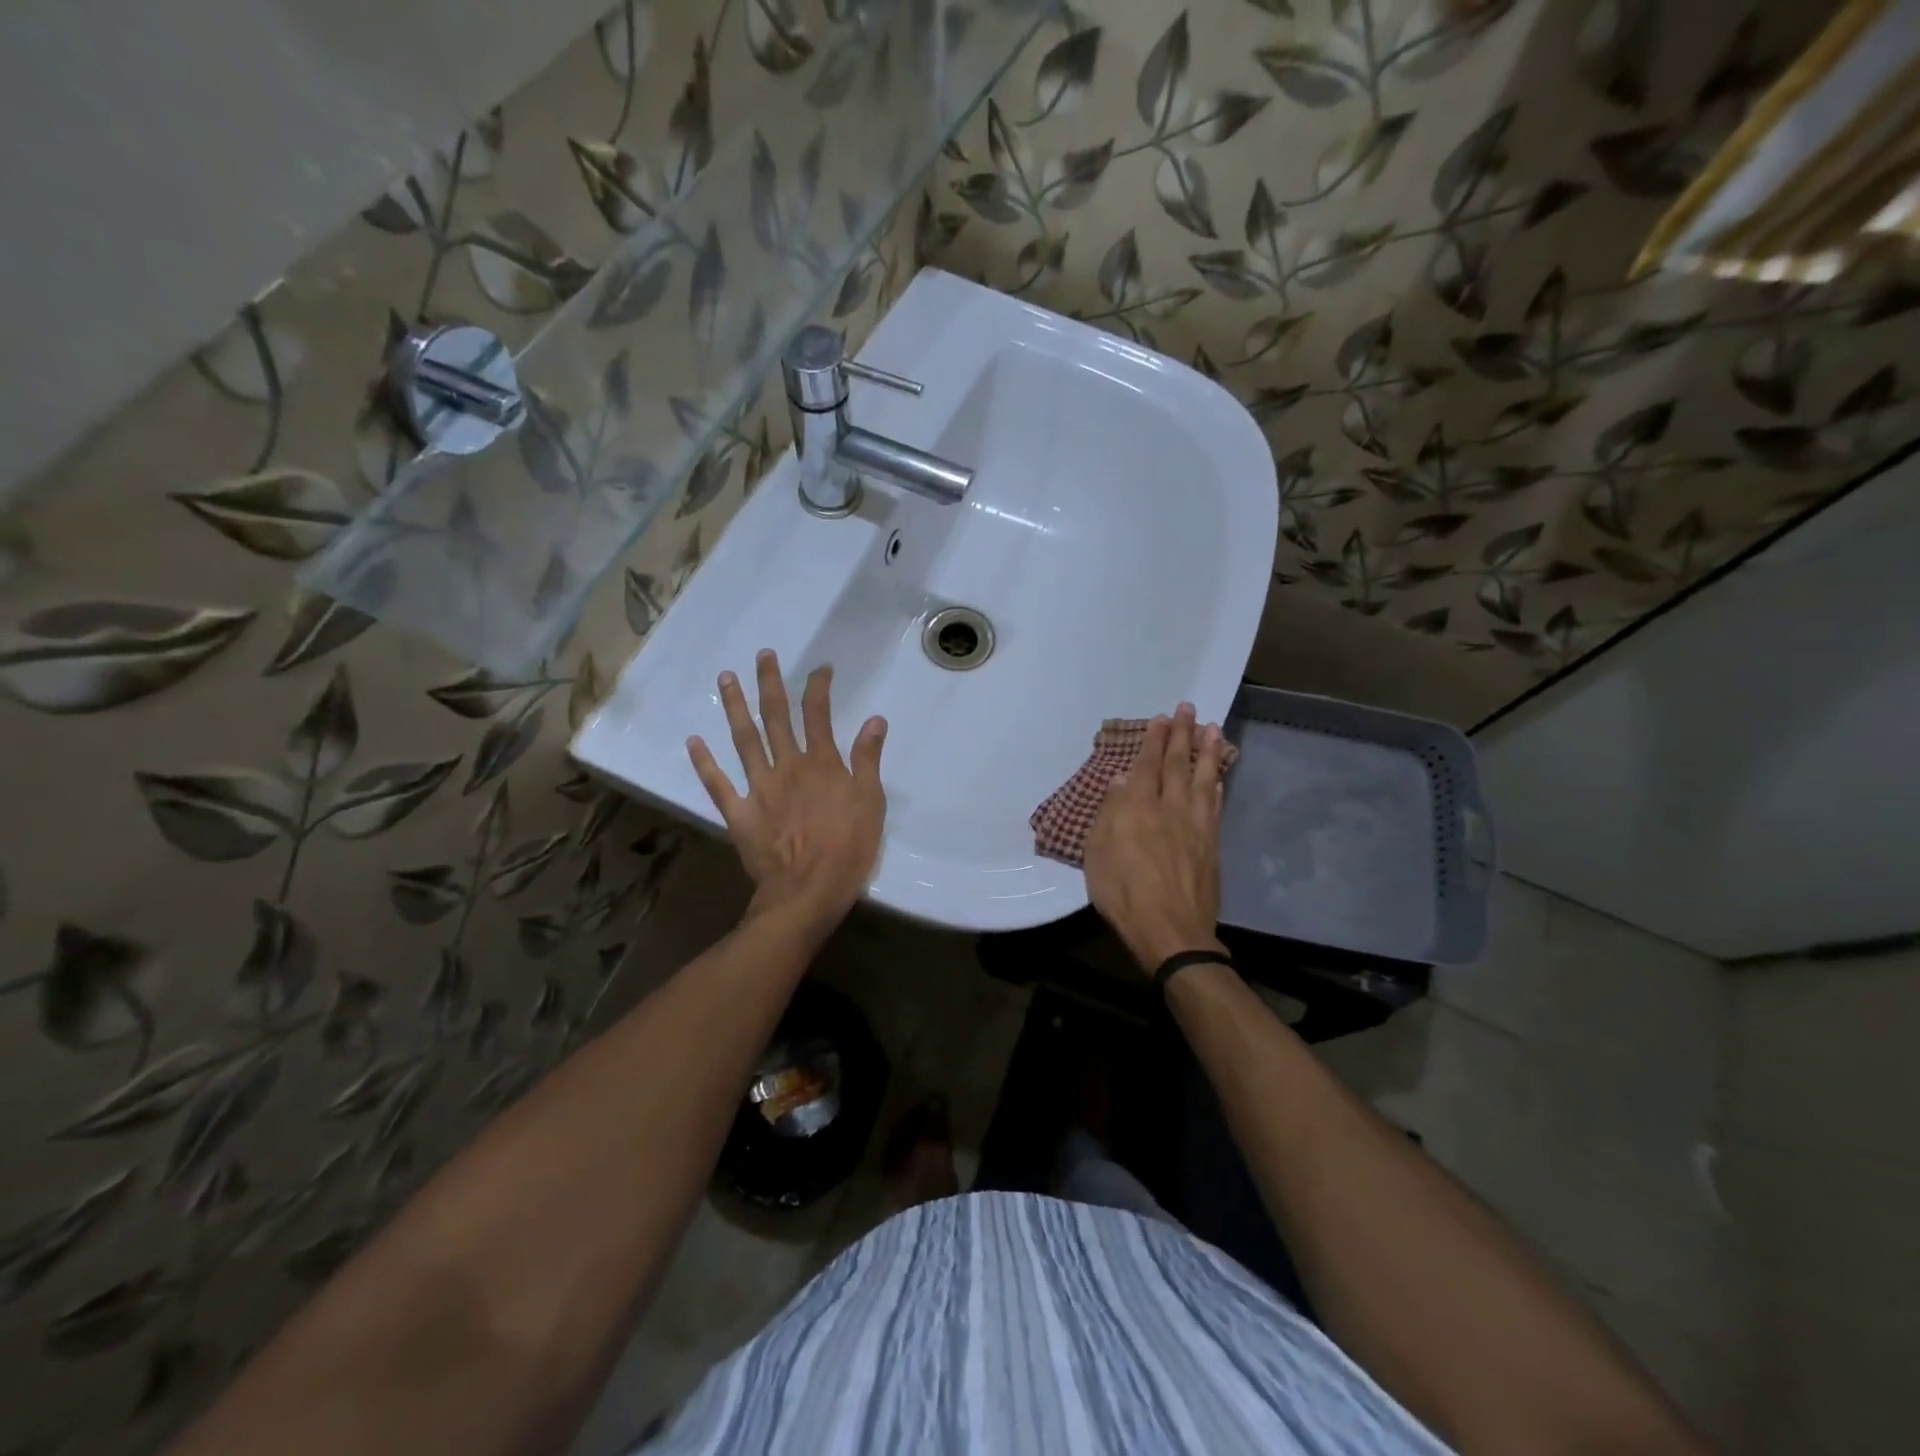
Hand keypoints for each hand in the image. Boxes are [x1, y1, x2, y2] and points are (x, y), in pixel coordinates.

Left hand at [687, 649, 886, 924]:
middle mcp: (787, 766)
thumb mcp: (871, 803)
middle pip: (776, 717)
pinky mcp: (739, 812)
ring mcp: (759, 787)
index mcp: (821, 763)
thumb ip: (868, 760)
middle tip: (762, 655)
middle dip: (770, 683)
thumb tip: (874, 720)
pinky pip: (718, 783)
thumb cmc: (848, 849)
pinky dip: (704, 762)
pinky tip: (693, 740)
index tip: (820, 669)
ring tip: (725, 679)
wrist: (808, 891)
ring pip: (744, 739)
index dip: (818, 687)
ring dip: (734, 707)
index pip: (818, 714)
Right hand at [1083, 704, 1229, 972]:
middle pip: (1178, 764)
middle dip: (1182, 734)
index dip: (1154, 739)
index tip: (1161, 717)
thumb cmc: (1123, 893)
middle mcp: (1170, 808)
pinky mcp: (1212, 844)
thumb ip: (1109, 814)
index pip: (1148, 764)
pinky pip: (1215, 805)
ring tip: (1213, 728)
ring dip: (1208, 752)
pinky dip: (1216, 785)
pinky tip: (1218, 776)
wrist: (1170, 929)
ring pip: (1203, 778)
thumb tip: (1120, 781)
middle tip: (1188, 709)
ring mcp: (1196, 825)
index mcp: (1137, 807)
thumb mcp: (1097, 854)